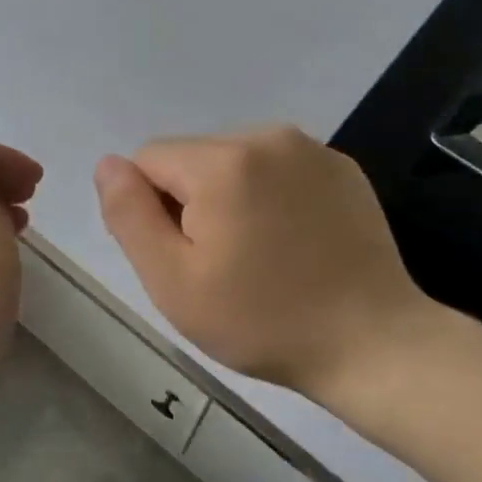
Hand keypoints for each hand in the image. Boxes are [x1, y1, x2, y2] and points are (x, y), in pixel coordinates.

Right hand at [94, 125, 439, 404]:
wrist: (373, 344)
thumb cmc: (261, 321)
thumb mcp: (173, 281)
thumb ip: (129, 215)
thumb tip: (108, 164)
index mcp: (221, 162)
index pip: (148, 160)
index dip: (152, 210)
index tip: (184, 256)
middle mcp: (266, 137)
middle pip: (192, 157)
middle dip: (190, 201)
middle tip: (220, 263)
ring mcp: (310, 149)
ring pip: (232, 160)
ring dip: (228, 196)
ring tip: (258, 254)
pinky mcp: (340, 167)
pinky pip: (276, 168)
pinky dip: (269, 195)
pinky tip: (292, 242)